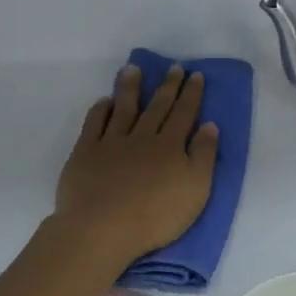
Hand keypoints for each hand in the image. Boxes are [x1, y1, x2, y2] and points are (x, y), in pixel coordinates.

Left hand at [54, 64, 218, 264]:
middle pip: (157, 107)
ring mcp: (111, 143)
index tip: (195, 75)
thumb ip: (203, 156)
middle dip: (167, 86)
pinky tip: (104, 101)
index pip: (184, 114)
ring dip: (130, 88)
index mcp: (170, 147)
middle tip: (173, 66)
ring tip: (133, 69)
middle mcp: (142, 137)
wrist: (103, 229)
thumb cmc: (156, 216)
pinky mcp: (86, 154)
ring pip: (124, 109)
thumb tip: (209, 125)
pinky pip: (94, 124)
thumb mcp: (196, 190)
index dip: (191, 94)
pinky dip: (100, 110)